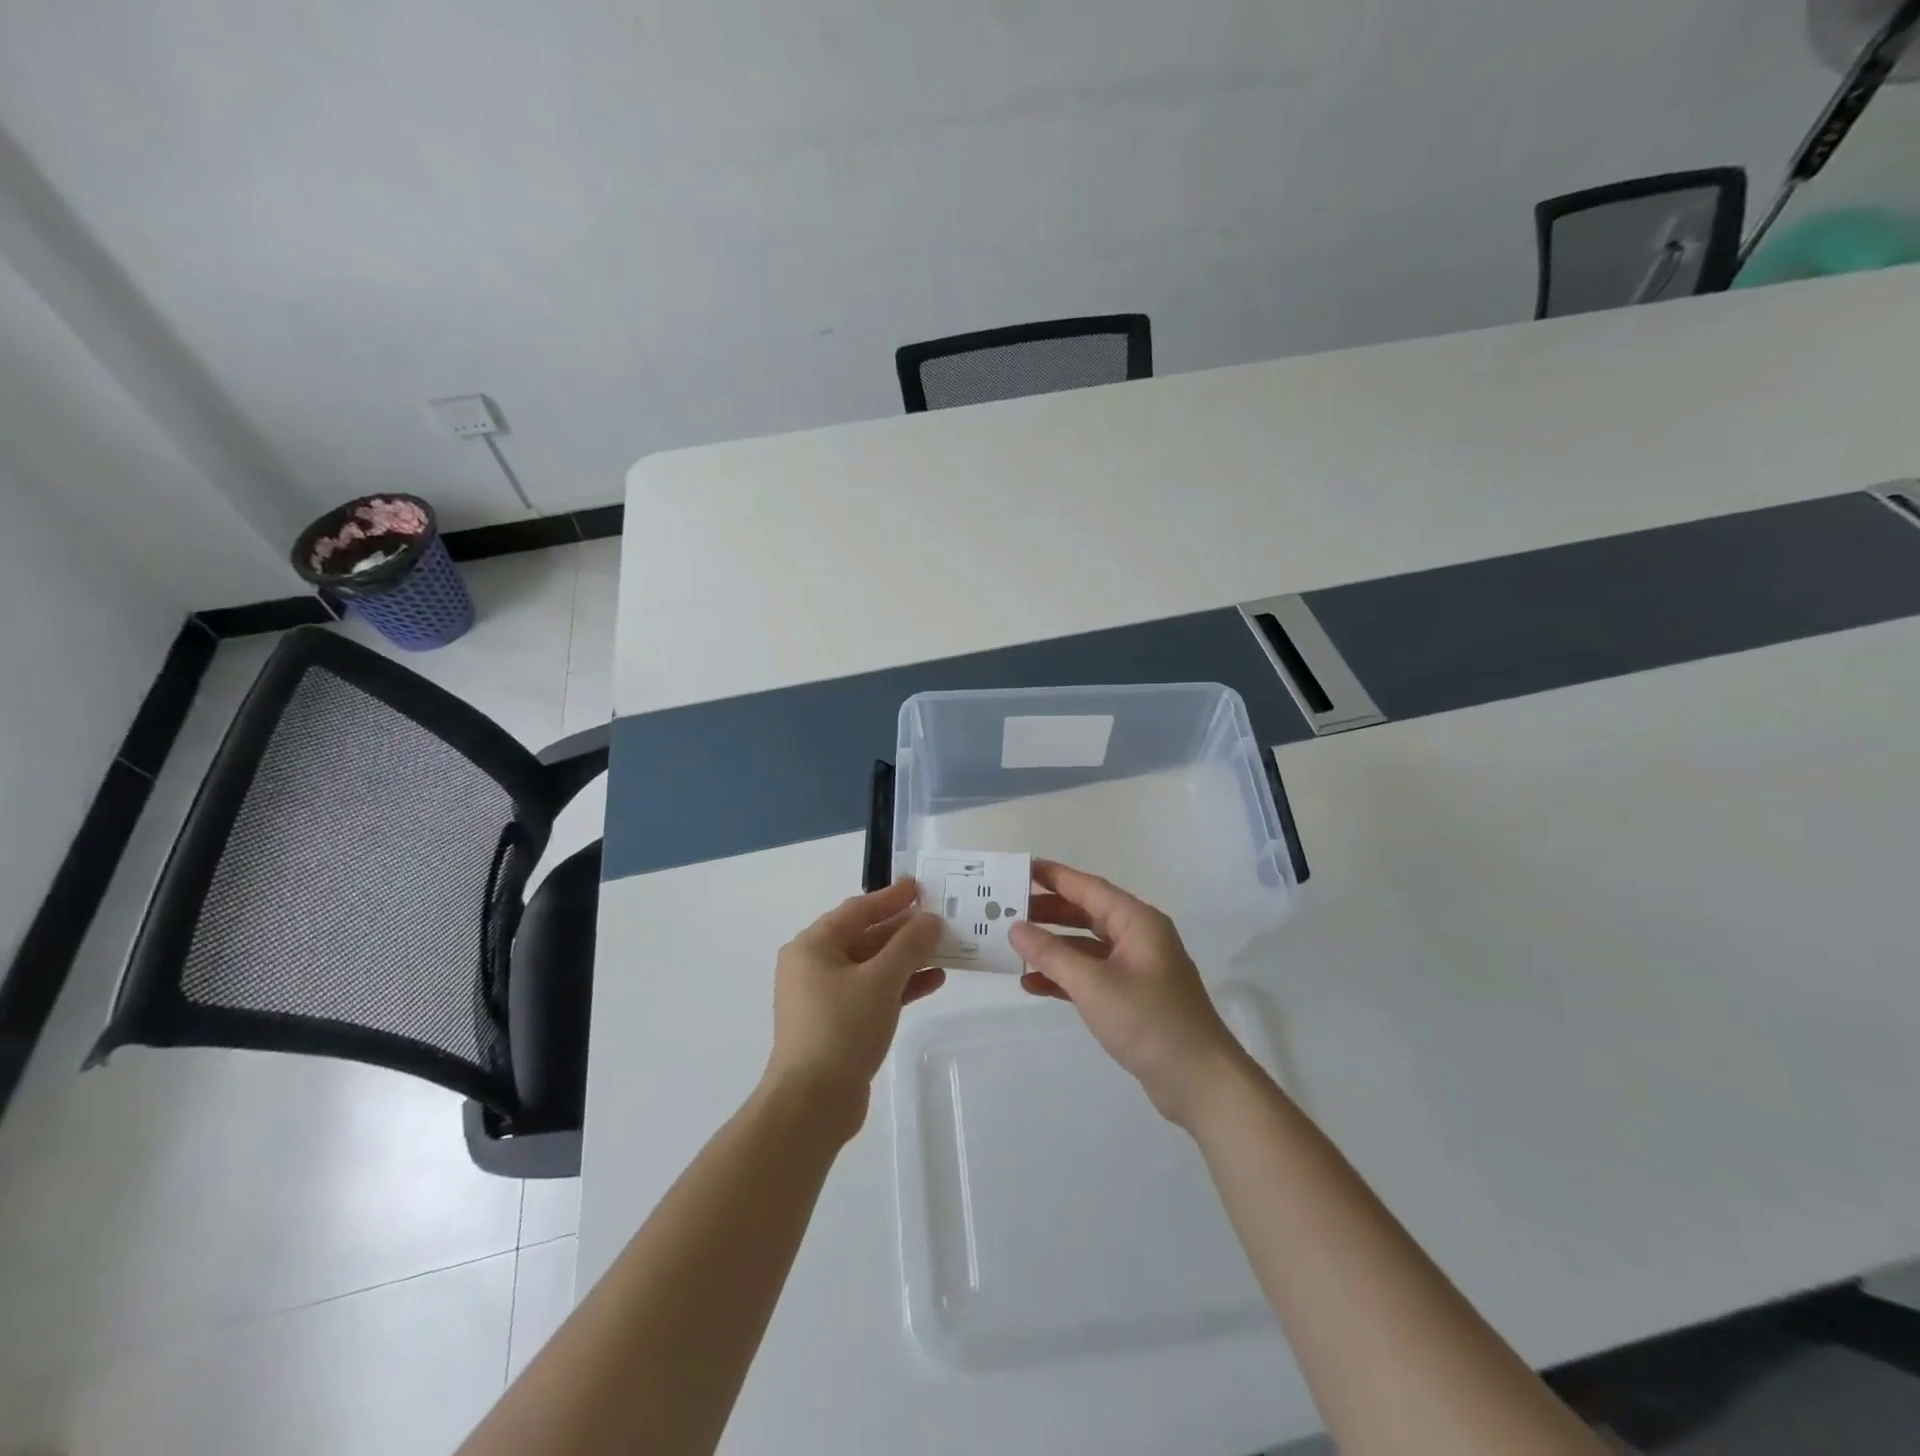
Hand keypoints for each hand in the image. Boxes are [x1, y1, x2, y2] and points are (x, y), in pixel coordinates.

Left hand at [763, 879, 943, 1136]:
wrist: (813, 1103)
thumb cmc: (842, 1028)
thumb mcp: (881, 979)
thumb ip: (909, 945)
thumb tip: (930, 920)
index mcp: (813, 947)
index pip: (857, 910)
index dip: (890, 897)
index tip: (920, 887)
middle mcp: (815, 966)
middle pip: (865, 936)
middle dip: (904, 929)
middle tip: (940, 917)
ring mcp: (826, 997)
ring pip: (873, 966)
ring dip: (907, 957)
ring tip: (946, 948)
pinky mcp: (839, 1024)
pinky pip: (874, 992)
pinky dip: (901, 985)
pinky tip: (933, 981)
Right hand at [1009, 861, 1248, 1127]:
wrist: (1200, 1082)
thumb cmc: (1149, 1021)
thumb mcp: (1094, 984)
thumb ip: (1052, 954)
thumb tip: (1016, 928)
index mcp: (1138, 922)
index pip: (1089, 888)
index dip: (1055, 876)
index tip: (1020, 868)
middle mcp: (1138, 938)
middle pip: (1087, 914)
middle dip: (1048, 912)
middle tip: (1008, 910)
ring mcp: (1136, 969)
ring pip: (1086, 946)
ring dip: (1053, 947)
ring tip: (1014, 946)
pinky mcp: (1132, 998)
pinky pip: (1091, 976)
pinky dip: (1065, 977)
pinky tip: (1033, 984)